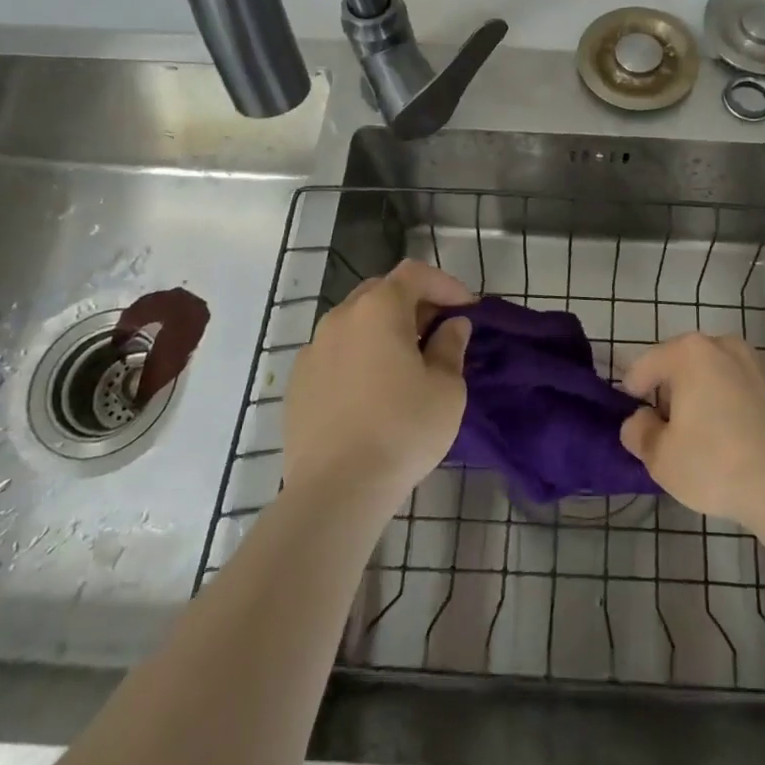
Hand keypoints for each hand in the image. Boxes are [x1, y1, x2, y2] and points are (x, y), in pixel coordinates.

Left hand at [282, 259, 473, 507]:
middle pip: (381, 292)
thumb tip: (452, 325)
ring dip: (383, 330)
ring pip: (354, 322)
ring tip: (405, 362)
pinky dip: (357, 356)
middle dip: (413, 303)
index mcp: (379, 309)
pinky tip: (370, 390)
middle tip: (438, 331)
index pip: (415, 274)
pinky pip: (334, 353)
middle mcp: (341, 317)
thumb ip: (450, 347)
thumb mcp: (446, 389)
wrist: (335, 491)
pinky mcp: (297, 383)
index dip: (445, 284)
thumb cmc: (402, 430)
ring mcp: (313, 349)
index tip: (466, 309)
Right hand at [619, 331, 764, 532]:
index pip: (647, 364)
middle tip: (669, 429)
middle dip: (673, 391)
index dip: (634, 389)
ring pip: (720, 375)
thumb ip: (639, 433)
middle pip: (685, 364)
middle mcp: (726, 346)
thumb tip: (639, 420)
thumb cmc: (715, 465)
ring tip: (706, 436)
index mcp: (690, 353)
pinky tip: (740, 443)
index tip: (634, 415)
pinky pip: (748, 392)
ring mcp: (761, 365)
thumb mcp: (660, 458)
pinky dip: (737, 408)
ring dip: (707, 396)